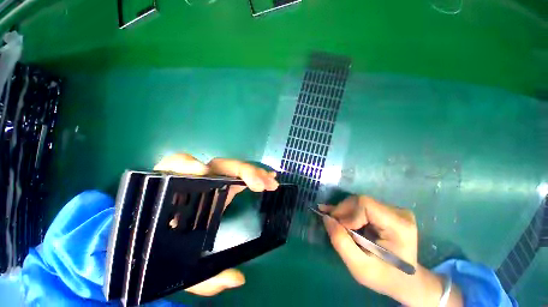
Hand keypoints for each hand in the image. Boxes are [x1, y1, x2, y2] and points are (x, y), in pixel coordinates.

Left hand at [153, 153, 277, 295]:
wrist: (160, 243)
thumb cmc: (166, 253)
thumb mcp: (180, 269)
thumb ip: (202, 278)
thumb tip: (237, 278)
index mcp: (177, 195)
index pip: (175, 167)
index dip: (186, 164)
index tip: (202, 172)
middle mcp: (197, 182)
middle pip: (218, 165)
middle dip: (242, 171)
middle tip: (262, 184)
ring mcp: (213, 181)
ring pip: (231, 167)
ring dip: (253, 172)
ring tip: (271, 182)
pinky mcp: (223, 184)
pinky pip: (238, 174)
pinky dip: (254, 174)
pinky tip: (268, 178)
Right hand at [321, 196, 462, 306]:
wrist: (404, 279)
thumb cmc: (384, 277)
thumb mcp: (359, 267)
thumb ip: (341, 242)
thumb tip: (326, 218)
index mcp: (399, 226)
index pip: (365, 205)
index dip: (347, 213)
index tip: (339, 228)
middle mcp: (399, 213)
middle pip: (360, 201)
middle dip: (343, 212)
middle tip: (333, 225)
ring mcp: (394, 210)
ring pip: (359, 202)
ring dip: (344, 212)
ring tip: (336, 223)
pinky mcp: (387, 210)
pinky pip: (362, 205)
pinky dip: (349, 212)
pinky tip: (339, 216)